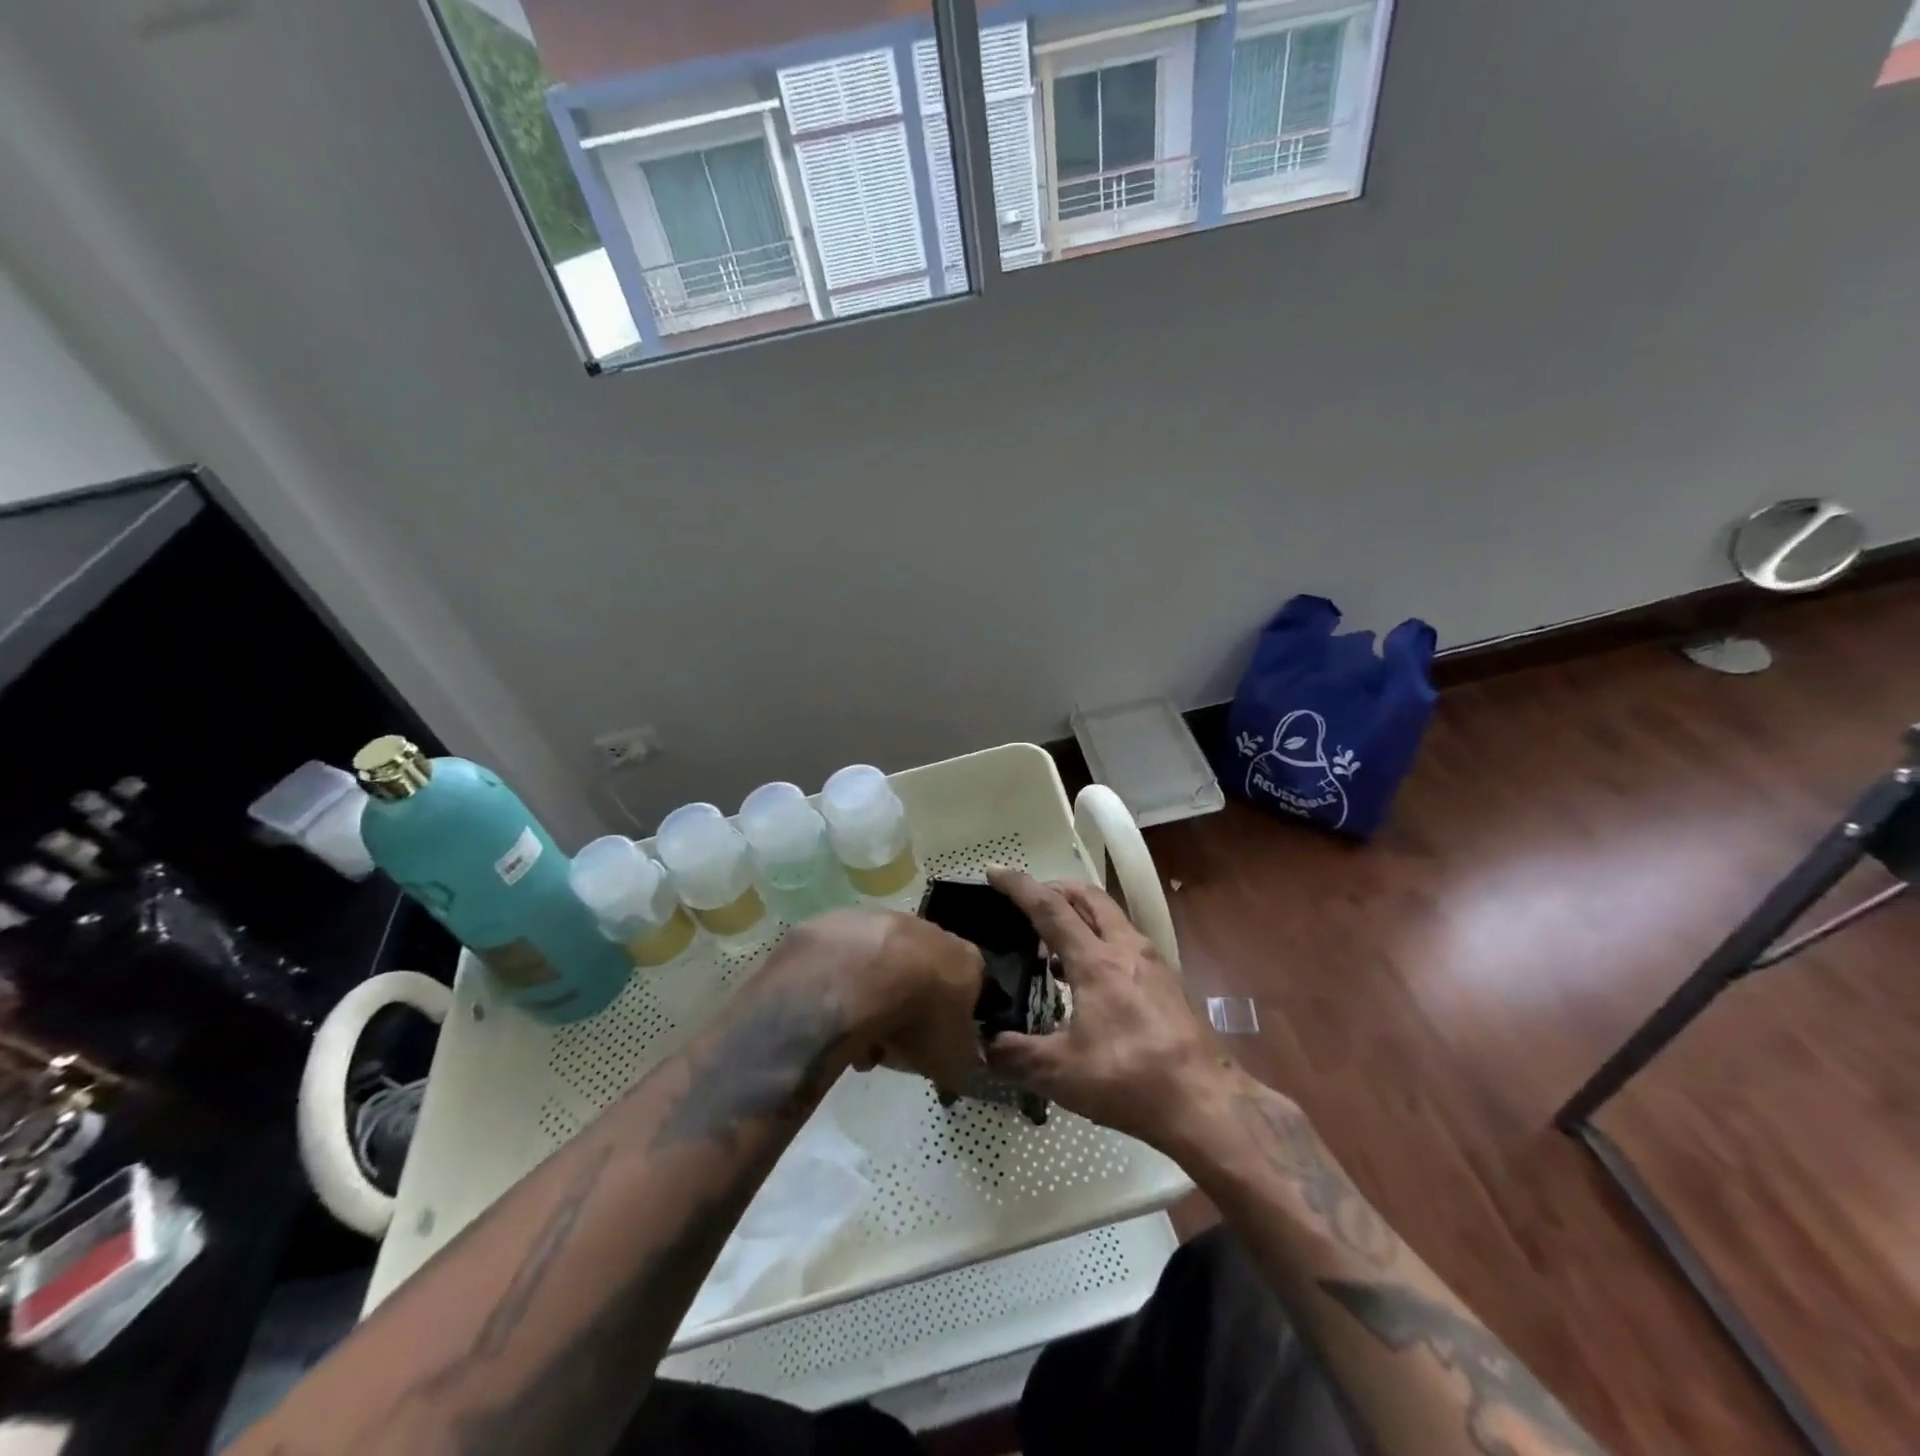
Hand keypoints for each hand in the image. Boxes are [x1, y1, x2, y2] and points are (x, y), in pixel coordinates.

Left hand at [774, 909, 984, 1097]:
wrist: (861, 977)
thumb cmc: (919, 1019)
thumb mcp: (955, 1062)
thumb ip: (963, 1060)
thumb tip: (958, 1063)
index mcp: (968, 960)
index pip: (970, 992)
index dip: (951, 1024)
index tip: (931, 1050)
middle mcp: (935, 932)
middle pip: (925, 979)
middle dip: (909, 1014)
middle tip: (889, 1047)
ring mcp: (890, 921)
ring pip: (887, 970)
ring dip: (876, 1002)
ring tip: (855, 1037)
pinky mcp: (850, 920)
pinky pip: (853, 961)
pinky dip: (847, 986)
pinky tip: (835, 1011)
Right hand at [984, 867, 1241, 1151]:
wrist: (1206, 1104)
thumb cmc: (1129, 1080)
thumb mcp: (1060, 1073)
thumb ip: (1016, 1055)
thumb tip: (984, 1047)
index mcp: (1096, 961)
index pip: (1050, 908)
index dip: (1019, 886)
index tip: (994, 871)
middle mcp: (1126, 948)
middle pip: (1088, 897)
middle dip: (1055, 888)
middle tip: (1028, 900)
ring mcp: (1153, 963)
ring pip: (1111, 918)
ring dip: (1080, 915)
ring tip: (1053, 942)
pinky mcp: (1168, 983)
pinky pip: (1126, 942)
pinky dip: (1100, 941)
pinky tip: (1088, 978)